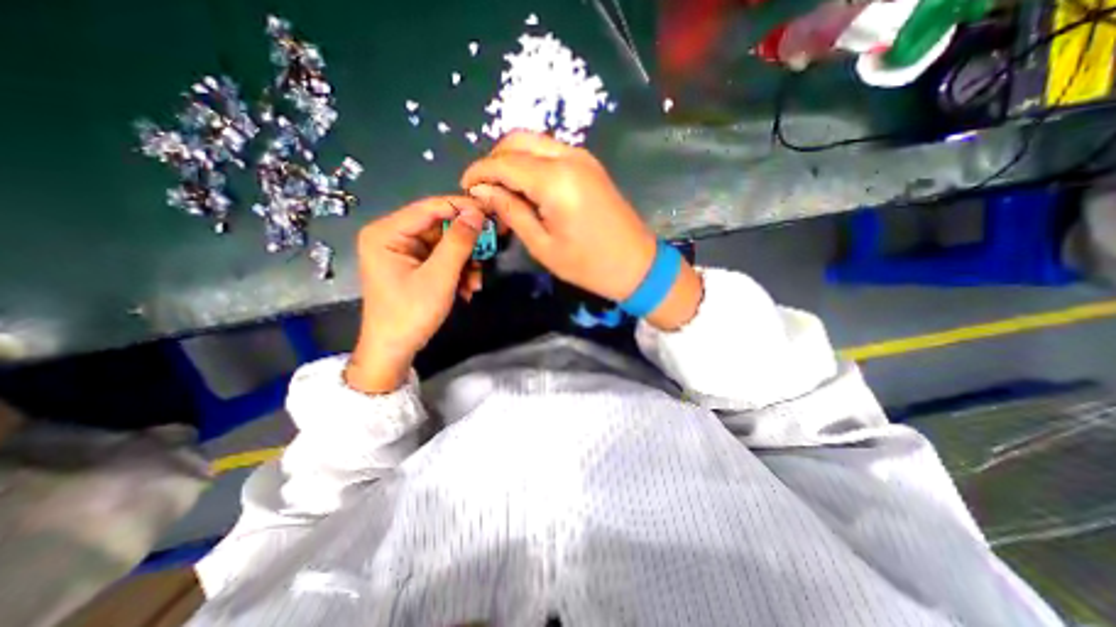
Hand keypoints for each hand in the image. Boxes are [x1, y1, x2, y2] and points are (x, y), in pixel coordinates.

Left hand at [347, 196, 485, 390]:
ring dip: (465, 263)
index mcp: (387, 232)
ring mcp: (404, 252)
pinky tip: (466, 289)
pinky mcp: (414, 266)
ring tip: (475, 283)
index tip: (491, 214)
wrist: (394, 350)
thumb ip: (459, 242)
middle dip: (466, 245)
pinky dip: (458, 272)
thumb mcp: (439, 276)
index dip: (462, 209)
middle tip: (490, 250)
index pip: (430, 208)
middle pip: (440, 227)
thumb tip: (477, 213)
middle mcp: (393, 236)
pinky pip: (443, 259)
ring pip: (446, 245)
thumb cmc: (411, 313)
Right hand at [461, 130, 699, 331]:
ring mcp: (583, 157)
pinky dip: (532, 162)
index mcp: (555, 180)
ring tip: (503, 190)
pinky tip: (527, 186)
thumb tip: (482, 191)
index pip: (504, 163)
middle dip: (494, 160)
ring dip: (513, 159)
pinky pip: (552, 152)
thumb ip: (511, 211)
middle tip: (484, 189)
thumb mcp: (543, 246)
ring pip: (535, 142)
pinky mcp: (590, 165)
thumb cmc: (588, 264)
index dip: (479, 172)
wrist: (636, 264)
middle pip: (517, 140)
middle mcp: (568, 157)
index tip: (465, 187)